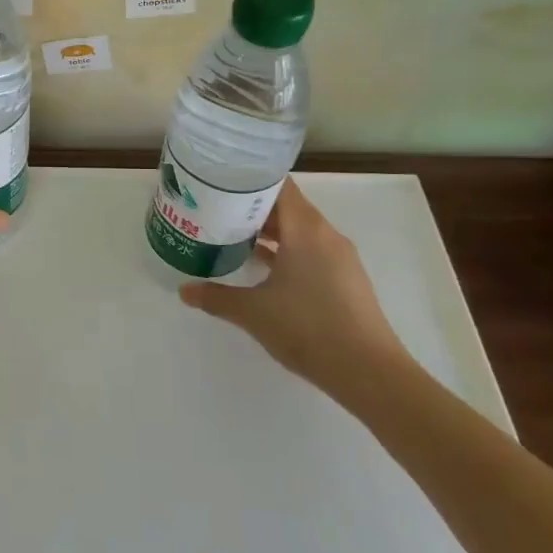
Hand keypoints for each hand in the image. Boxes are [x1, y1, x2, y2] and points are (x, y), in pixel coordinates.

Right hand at [178, 179, 414, 408]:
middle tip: (217, 209)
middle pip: (287, 206)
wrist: (369, 373)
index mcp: (305, 229)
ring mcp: (339, 257)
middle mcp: (326, 234)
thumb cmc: (308, 328)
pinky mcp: (345, 279)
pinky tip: (263, 268)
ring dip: (270, 231)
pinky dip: (287, 251)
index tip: (220, 181)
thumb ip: (216, 297)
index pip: (278, 184)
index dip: (248, 179)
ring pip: (299, 230)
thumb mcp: (253, 312)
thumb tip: (184, 291)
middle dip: (253, 206)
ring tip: (234, 235)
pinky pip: (311, 250)